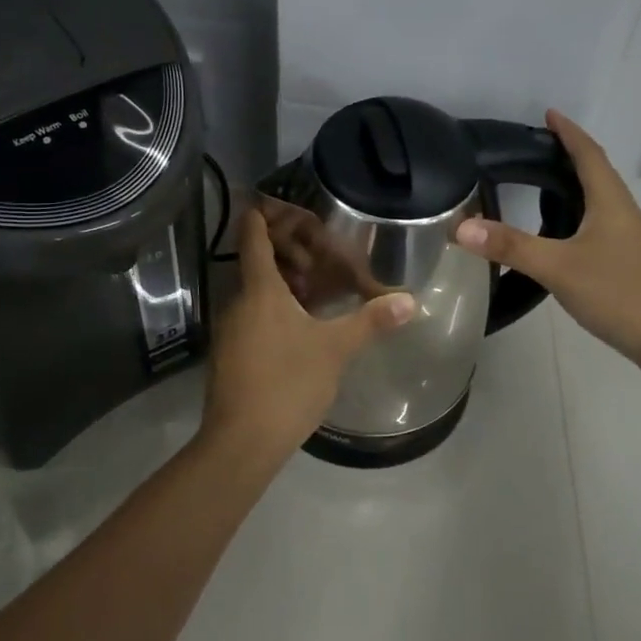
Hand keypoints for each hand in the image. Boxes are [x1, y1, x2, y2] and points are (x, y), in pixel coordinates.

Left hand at [201, 208, 416, 460]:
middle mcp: (238, 301)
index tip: (278, 199)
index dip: (263, 213)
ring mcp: (230, 328)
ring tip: (318, 286)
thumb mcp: (335, 349)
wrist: (241, 442)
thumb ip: (370, 321)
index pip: (254, 235)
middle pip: (256, 260)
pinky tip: (300, 323)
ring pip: (254, 289)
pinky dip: (274, 306)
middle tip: (320, 254)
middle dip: (286, 251)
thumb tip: (409, 301)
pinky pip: (252, 313)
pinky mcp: (230, 353)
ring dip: (282, 281)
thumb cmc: (287, 382)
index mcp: (260, 289)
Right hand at [456, 109, 640, 373]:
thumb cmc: (619, 293)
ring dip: (573, 182)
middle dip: (567, 153)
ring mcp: (627, 236)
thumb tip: (461, 226)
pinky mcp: (626, 258)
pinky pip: (597, 220)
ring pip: (598, 197)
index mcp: (610, 201)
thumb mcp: (558, 268)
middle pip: (595, 171)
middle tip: (533, 147)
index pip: (588, 153)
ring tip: (540, 181)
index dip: (568, 132)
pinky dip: (576, 210)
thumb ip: (510, 247)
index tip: (548, 114)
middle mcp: (622, 211)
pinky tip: (559, 229)